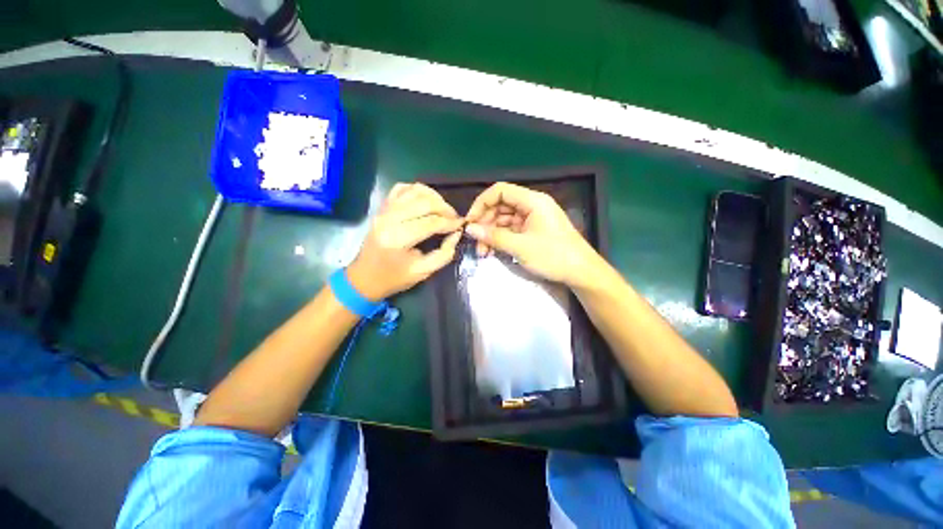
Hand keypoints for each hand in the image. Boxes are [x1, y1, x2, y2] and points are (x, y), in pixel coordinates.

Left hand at [347, 183, 462, 300]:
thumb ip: (444, 254)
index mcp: (397, 239)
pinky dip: (418, 191)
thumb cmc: (394, 278)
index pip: (431, 223)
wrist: (365, 277)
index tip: (461, 225)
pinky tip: (426, 201)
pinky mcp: (382, 207)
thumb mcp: (423, 272)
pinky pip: (402, 189)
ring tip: (443, 209)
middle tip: (454, 218)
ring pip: (414, 191)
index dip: (450, 222)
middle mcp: (388, 219)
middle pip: (424, 202)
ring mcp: (383, 210)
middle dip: (445, 208)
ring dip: (434, 197)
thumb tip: (456, 234)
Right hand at [464, 182, 600, 286]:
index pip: (500, 191)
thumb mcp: (520, 247)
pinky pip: (512, 230)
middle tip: (475, 242)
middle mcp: (532, 205)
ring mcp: (533, 219)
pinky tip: (493, 251)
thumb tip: (469, 229)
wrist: (581, 273)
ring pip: (504, 220)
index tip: (470, 221)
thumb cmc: (554, 256)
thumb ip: (493, 236)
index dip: (482, 203)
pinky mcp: (533, 231)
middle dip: (485, 223)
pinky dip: (501, 239)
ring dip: (491, 234)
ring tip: (483, 252)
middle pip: (501, 206)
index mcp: (532, 201)